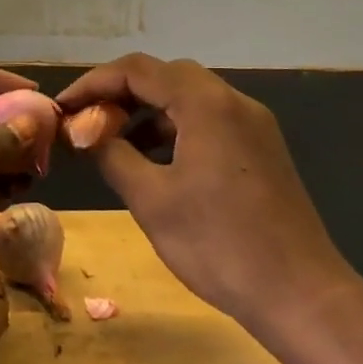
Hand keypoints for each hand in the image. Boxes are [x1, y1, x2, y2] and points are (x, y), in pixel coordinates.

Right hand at [57, 54, 356, 341]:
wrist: (300, 293)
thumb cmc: (218, 244)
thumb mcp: (152, 200)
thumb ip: (111, 154)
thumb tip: (83, 131)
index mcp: (205, 103)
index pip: (137, 70)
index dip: (93, 83)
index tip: (62, 108)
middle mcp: (233, 101)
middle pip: (166, 76)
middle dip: (121, 94)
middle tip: (87, 122)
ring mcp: (253, 124)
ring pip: (190, 99)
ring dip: (148, 113)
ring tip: (114, 143)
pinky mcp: (262, 149)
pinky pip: (210, 122)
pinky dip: (176, 131)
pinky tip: (156, 163)